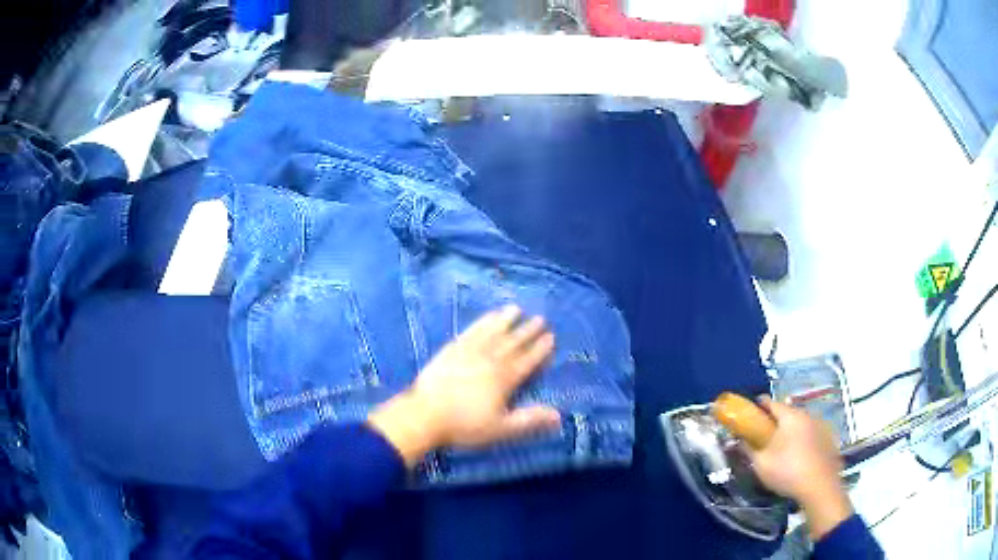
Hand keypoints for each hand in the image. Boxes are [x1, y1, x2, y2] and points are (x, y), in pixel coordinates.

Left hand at [368, 305, 560, 466]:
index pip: (527, 361)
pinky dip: (482, 322)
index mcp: (504, 379)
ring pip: (492, 331)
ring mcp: (469, 351)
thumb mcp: (500, 429)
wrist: (424, 415)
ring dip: (506, 320)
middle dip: (527, 331)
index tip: (551, 337)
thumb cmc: (464, 426)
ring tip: (516, 309)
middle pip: (512, 342)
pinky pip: (471, 331)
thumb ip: (529, 420)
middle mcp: (490, 360)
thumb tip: (558, 415)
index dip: (539, 349)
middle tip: (540, 318)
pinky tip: (488, 316)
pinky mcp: (451, 349)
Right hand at [748, 397, 852, 539]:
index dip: (758, 406)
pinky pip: (811, 433)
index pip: (771, 403)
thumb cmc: (788, 472)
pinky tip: (799, 456)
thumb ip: (749, 448)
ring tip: (782, 448)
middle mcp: (807, 415)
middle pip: (788, 413)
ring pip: (801, 423)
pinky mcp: (829, 439)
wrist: (820, 487)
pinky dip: (803, 439)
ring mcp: (821, 426)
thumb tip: (740, 439)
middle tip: (764, 435)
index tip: (749, 413)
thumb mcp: (761, 464)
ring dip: (791, 430)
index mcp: (790, 416)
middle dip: (775, 421)